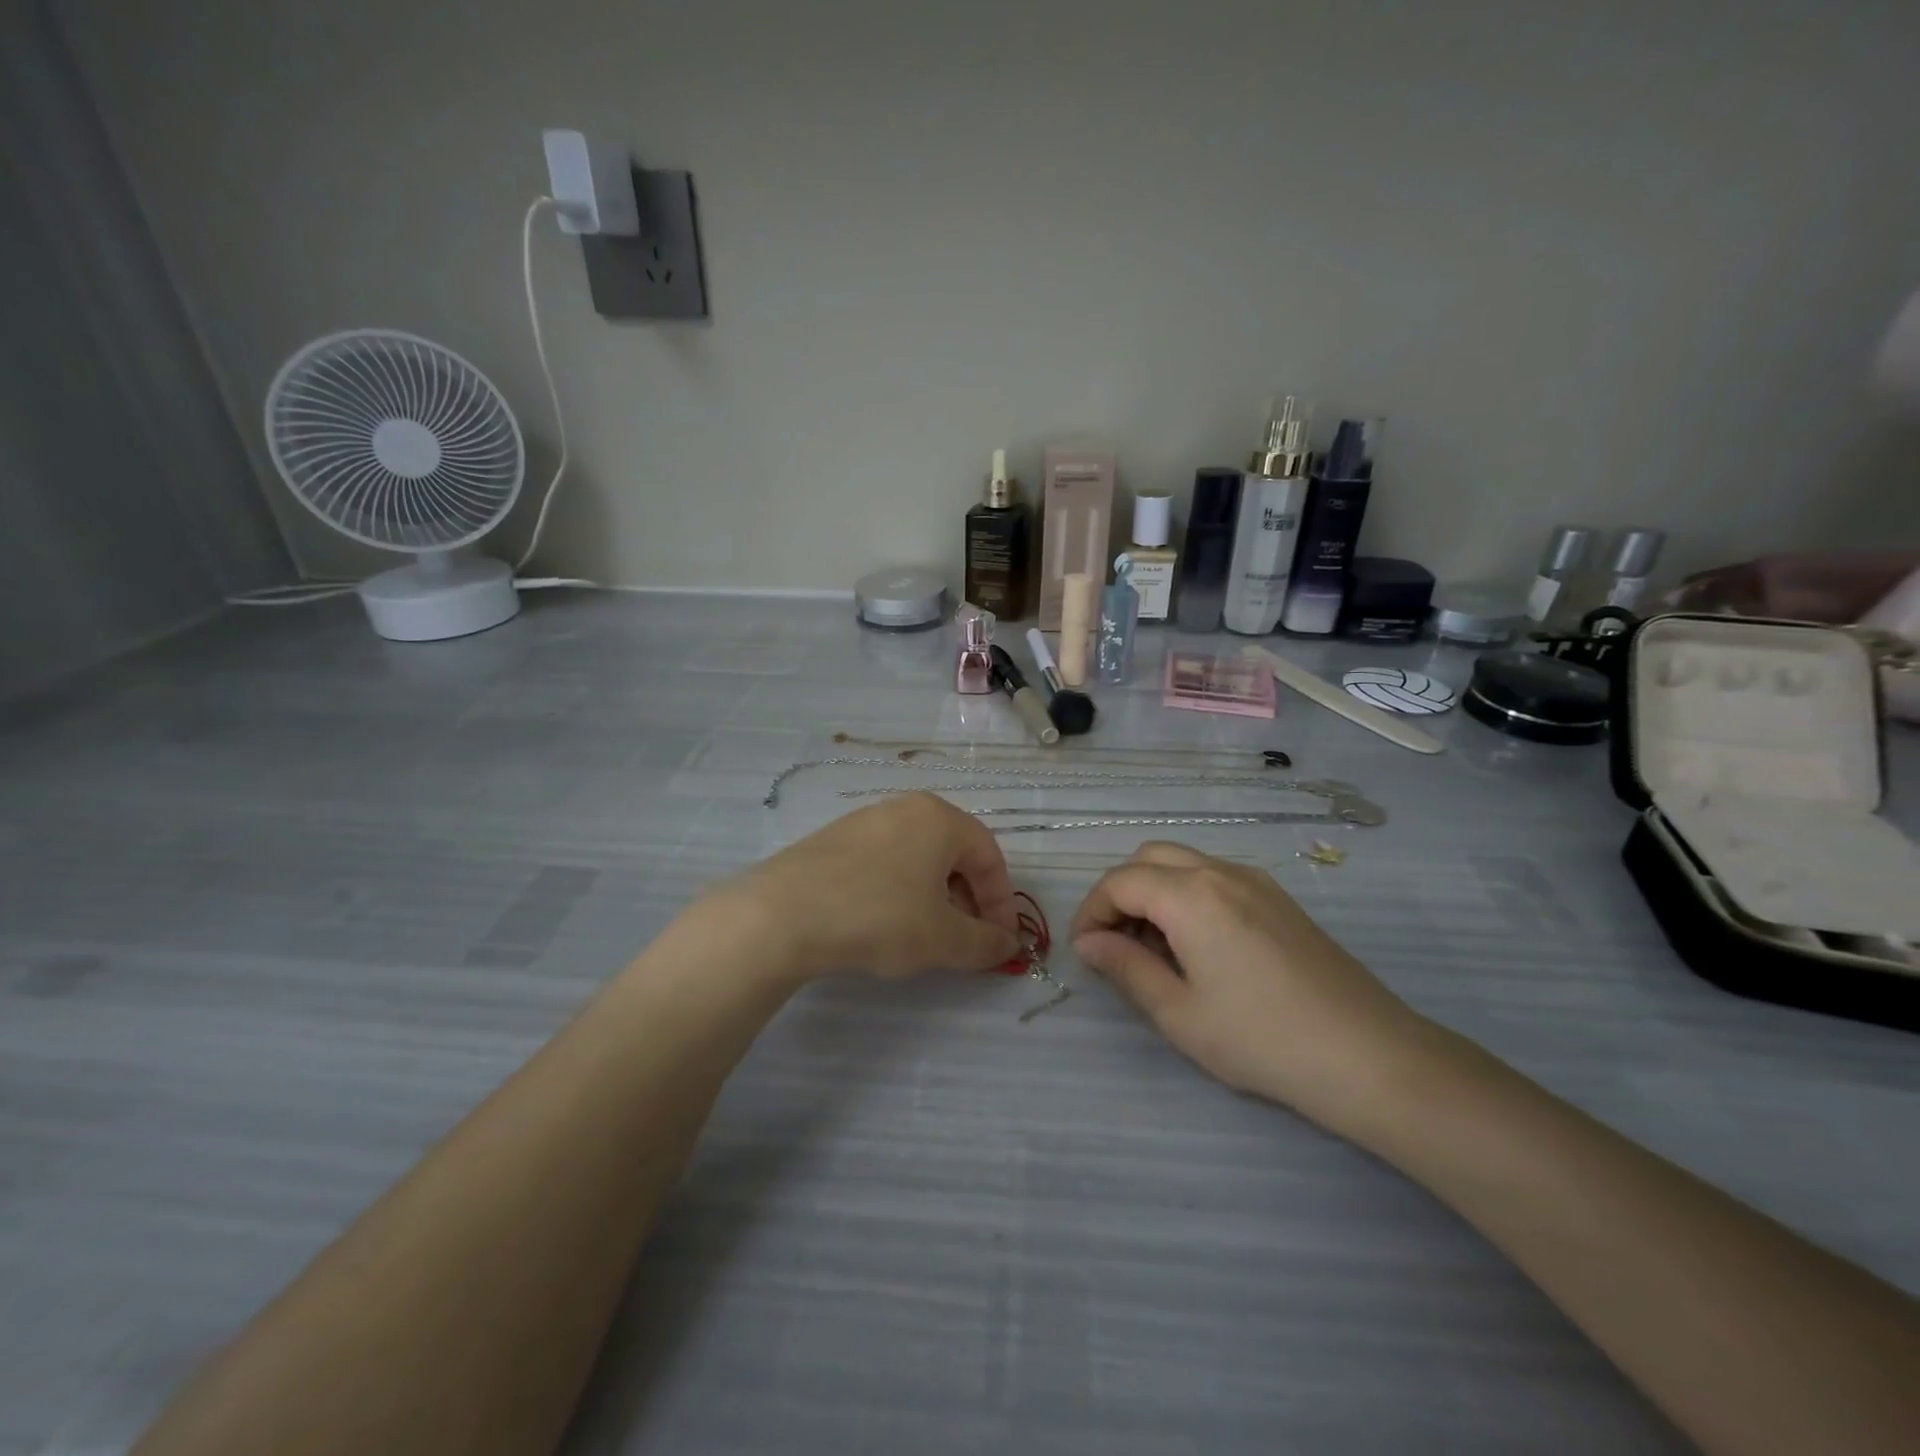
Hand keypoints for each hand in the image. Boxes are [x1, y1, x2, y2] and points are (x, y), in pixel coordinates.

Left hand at [722, 793, 1021, 980]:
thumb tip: (1008, 944)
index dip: (1003, 903)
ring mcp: (866, 820)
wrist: (782, 915)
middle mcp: (906, 808)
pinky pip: (885, 863)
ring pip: (918, 859)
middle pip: (955, 855)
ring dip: (935, 899)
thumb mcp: (943, 939)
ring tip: (926, 937)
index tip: (1001, 942)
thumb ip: (985, 942)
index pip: (990, 857)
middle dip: (968, 901)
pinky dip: (899, 892)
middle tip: (965, 941)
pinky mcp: (834, 840)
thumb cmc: (879, 917)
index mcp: (940, 818)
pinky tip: (884, 925)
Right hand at [1070, 843, 1431, 1125]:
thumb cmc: (1262, 1039)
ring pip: (1184, 863)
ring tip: (1154, 949)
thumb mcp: (1179, 1013)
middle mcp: (1221, 872)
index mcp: (1191, 895)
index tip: (1085, 952)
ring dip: (1155, 892)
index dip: (1091, 912)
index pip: (1119, 882)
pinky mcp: (1279, 899)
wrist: (1370, 1056)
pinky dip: (1188, 896)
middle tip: (1116, 944)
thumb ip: (1125, 968)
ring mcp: (1256, 881)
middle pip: (1149, 858)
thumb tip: (1088, 943)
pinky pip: (1216, 878)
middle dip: (1121, 893)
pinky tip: (1198, 946)